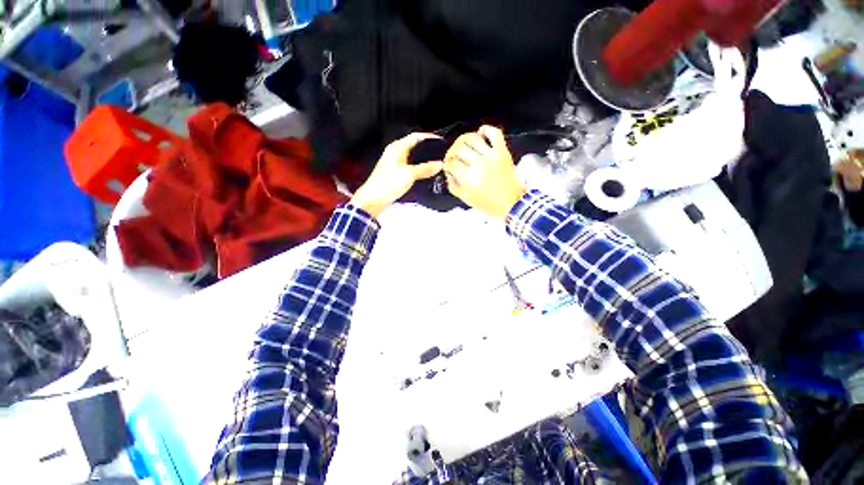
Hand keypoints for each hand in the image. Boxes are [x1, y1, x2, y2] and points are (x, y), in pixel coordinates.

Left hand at [350, 133, 442, 217]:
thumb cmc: (387, 184)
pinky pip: (409, 166)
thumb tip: (439, 164)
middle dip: (427, 148)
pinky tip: (424, 173)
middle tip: (440, 152)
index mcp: (397, 147)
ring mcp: (394, 163)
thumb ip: (425, 169)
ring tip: (435, 162)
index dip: (428, 137)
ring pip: (412, 156)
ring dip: (423, 159)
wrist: (373, 199)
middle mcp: (395, 152)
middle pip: (414, 146)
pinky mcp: (395, 173)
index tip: (440, 140)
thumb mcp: (409, 175)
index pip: (415, 136)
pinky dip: (418, 167)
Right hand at [444, 126, 526, 218]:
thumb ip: (453, 186)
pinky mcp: (503, 151)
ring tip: (465, 146)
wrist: (511, 203)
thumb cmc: (489, 204)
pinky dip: (486, 129)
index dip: (447, 163)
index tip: (448, 165)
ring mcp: (491, 156)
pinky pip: (494, 133)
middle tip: (454, 156)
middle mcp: (478, 164)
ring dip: (465, 140)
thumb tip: (448, 173)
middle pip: (459, 148)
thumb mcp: (466, 199)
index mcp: (468, 178)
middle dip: (452, 152)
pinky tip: (481, 134)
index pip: (451, 163)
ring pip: (472, 138)